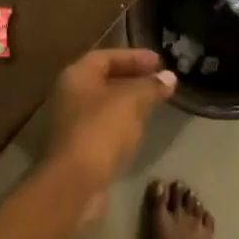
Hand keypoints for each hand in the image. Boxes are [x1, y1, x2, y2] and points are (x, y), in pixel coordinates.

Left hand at [43, 49, 176, 216]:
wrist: (76, 182)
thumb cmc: (101, 131)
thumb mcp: (131, 101)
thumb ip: (150, 86)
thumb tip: (169, 77)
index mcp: (76, 76)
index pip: (105, 57)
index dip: (133, 56)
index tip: (159, 61)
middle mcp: (69, 96)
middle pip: (103, 79)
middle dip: (133, 78)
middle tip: (159, 81)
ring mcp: (72, 123)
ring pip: (105, 104)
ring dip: (129, 101)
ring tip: (155, 103)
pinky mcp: (80, 147)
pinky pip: (104, 126)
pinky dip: (123, 122)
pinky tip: (140, 129)